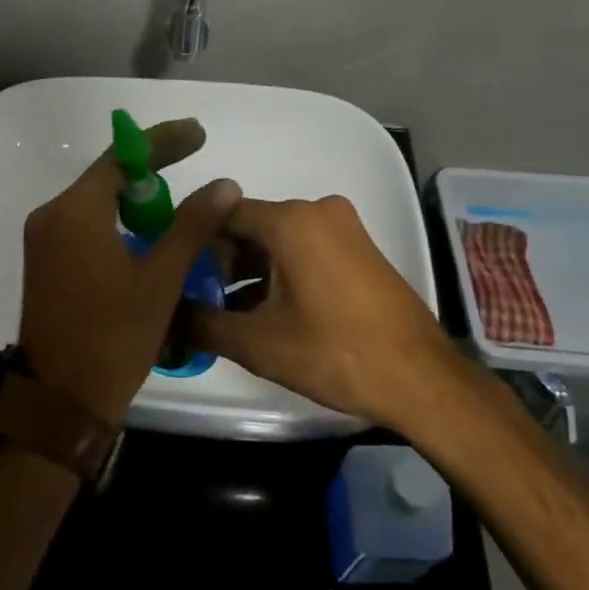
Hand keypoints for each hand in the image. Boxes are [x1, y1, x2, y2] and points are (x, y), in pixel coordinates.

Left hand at [18, 118, 241, 424]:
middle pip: (106, 175)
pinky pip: (85, 222)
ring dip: (134, 196)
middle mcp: (52, 214)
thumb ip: (192, 225)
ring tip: (176, 200)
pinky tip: (145, 231)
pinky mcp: (45, 259)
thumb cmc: (114, 337)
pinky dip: (116, 218)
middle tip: (192, 157)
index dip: (162, 141)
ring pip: (96, 200)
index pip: (122, 158)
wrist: (60, 401)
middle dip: (150, 167)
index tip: (198, 133)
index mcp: (75, 211)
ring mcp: (43, 238)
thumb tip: (225, 184)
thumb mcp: (161, 279)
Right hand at [189, 195, 462, 428]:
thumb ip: (203, 324)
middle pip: (252, 225)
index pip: (223, 213)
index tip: (181, 275)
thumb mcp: (259, 343)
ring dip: (253, 270)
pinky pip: (306, 247)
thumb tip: (165, 318)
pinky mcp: (360, 248)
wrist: (423, 380)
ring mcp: (344, 227)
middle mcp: (317, 210)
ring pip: (279, 238)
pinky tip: (272, 312)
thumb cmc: (336, 353)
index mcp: (290, 220)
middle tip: (207, 302)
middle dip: (225, 262)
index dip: (196, 243)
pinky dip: (283, 271)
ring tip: (235, 313)